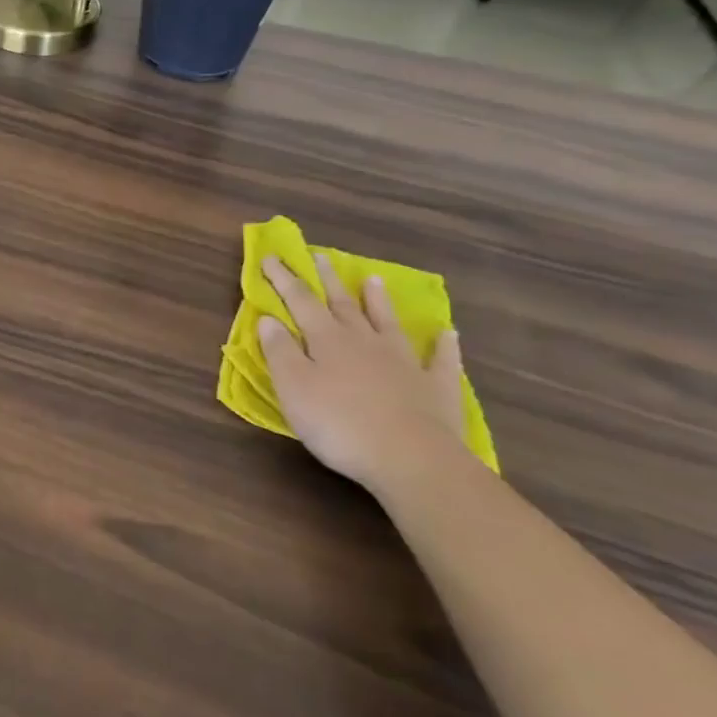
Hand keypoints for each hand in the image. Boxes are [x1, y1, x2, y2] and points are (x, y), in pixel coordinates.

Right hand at [257, 253, 467, 490]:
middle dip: (328, 280)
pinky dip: (444, 345)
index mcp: (327, 340)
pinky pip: (441, 360)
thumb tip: (268, 318)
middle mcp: (364, 341)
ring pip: (387, 323)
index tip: (271, 256)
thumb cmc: (339, 424)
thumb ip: (279, 351)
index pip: (300, 300)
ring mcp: (404, 362)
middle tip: (321, 256)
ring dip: (379, 301)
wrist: (412, 460)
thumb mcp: (293, 388)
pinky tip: (448, 333)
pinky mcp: (436, 388)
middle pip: (343, 304)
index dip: (284, 278)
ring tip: (374, 280)